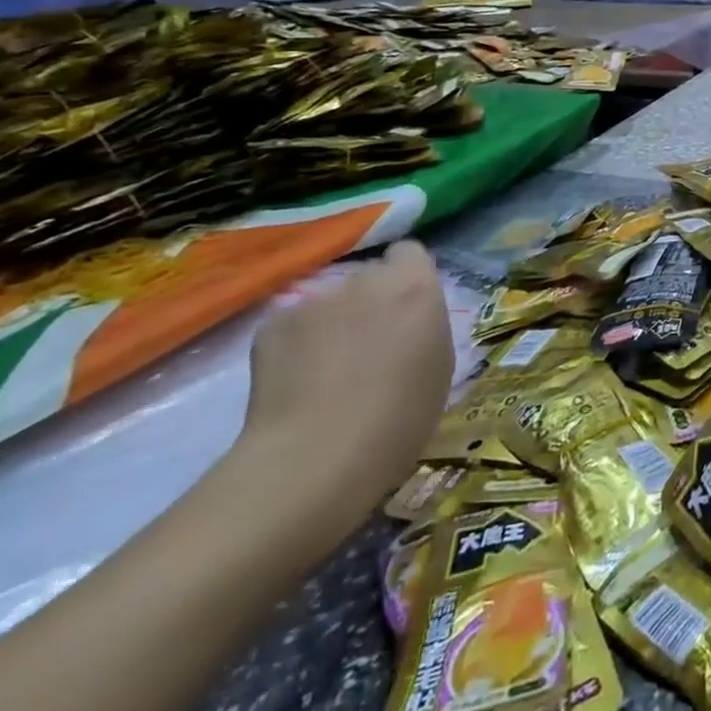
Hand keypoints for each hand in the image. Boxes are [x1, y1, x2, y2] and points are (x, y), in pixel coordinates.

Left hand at [237, 241, 453, 529]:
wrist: (318, 457)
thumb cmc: (401, 415)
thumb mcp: (439, 363)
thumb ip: (424, 324)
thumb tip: (406, 320)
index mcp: (414, 286)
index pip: (410, 253)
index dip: (408, 277)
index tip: (407, 310)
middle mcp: (365, 280)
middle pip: (368, 278)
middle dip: (370, 303)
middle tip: (368, 347)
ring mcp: (313, 300)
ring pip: (329, 304)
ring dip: (332, 326)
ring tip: (327, 374)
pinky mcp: (271, 326)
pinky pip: (293, 326)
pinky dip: (296, 348)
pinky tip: (296, 384)